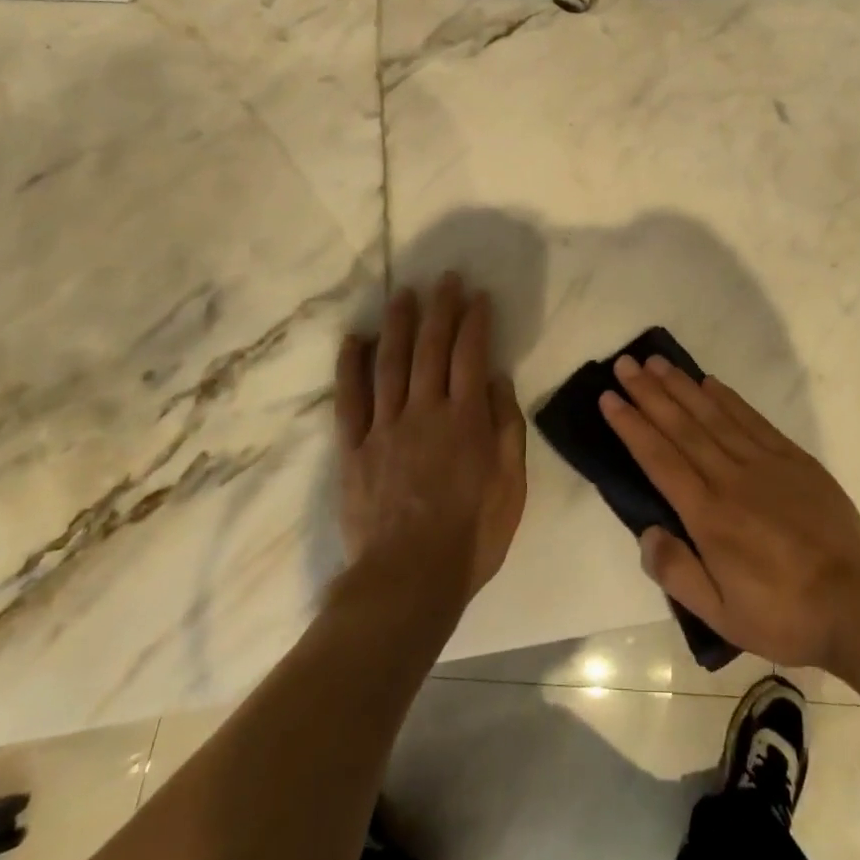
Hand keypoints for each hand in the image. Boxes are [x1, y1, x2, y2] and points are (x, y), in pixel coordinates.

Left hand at [335, 275, 526, 605]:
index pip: (471, 354)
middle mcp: (424, 411)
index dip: (475, 321)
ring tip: (403, 293)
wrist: (408, 580)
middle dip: (440, 309)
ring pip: (390, 362)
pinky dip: (350, 366)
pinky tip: (352, 339)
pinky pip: (349, 399)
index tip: (478, 295)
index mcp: (465, 419)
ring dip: (398, 324)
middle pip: (431, 348)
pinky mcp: (354, 448)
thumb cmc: (471, 536)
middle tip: (444, 278)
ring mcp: (385, 427)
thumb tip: (496, 379)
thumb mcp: (510, 485)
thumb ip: (505, 427)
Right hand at [600, 354, 859, 673]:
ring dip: (682, 387)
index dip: (632, 426)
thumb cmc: (784, 615)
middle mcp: (731, 479)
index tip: (609, 398)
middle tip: (624, 364)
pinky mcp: (794, 459)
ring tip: (656, 362)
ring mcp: (765, 464)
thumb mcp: (722, 616)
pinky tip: (709, 383)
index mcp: (709, 516)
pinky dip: (727, 398)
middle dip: (649, 393)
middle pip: (682, 427)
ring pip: (713, 415)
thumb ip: (677, 573)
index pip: (660, 459)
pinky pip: (752, 420)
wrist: (858, 605)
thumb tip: (646, 531)